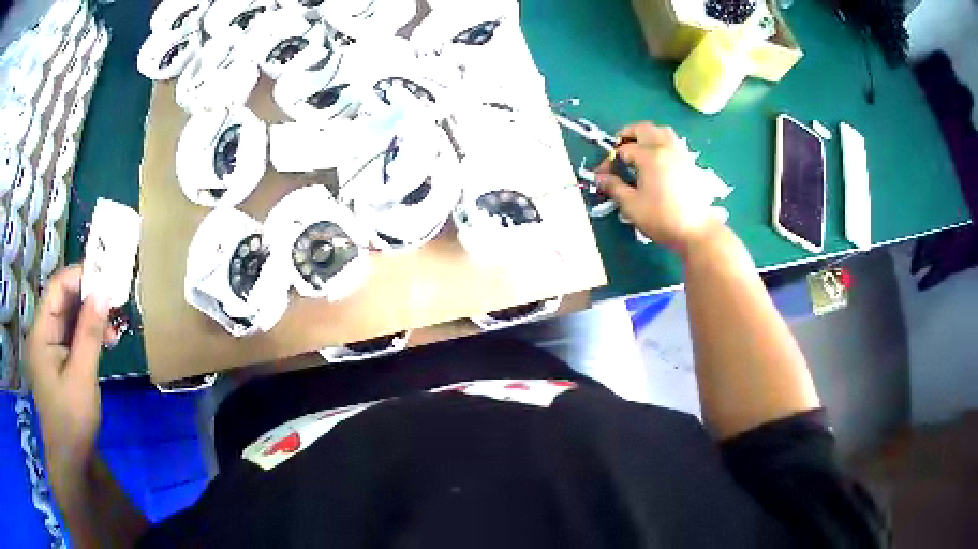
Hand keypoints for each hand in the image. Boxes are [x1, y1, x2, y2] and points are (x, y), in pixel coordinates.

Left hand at [28, 265, 112, 489]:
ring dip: (91, 320)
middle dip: (89, 300)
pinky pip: (72, 338)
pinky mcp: (58, 362)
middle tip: (115, 308)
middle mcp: (43, 333)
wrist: (71, 461)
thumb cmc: (72, 420)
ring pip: (70, 319)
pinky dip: (88, 337)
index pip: (58, 288)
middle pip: (64, 301)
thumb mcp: (82, 376)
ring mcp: (50, 349)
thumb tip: (103, 291)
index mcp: (41, 332)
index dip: (80, 277)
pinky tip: (104, 344)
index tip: (107, 279)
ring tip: (114, 332)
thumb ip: (90, 332)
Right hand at [596, 121, 721, 254]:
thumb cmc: (662, 218)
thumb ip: (614, 187)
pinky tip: (657, 162)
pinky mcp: (690, 163)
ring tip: (639, 152)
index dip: (610, 160)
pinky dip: (661, 144)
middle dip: (627, 135)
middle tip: (619, 151)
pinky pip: (673, 143)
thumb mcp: (632, 205)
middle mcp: (665, 147)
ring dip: (647, 136)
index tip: (602, 175)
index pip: (623, 149)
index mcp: (650, 155)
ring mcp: (680, 153)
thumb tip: (599, 178)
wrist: (697, 231)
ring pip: (661, 132)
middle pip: (644, 129)